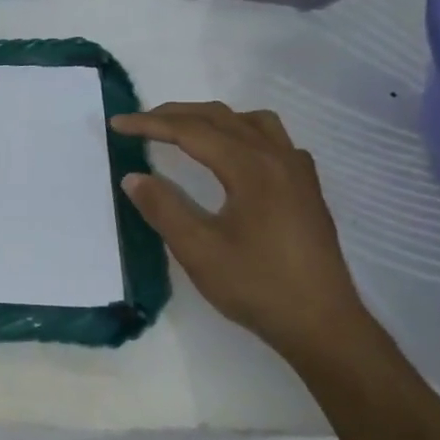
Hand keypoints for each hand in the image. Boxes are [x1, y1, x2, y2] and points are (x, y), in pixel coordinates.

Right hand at [110, 102, 380, 364]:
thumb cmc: (257, 286)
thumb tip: (133, 177)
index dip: (150, 124)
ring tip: (186, 132)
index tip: (117, 124)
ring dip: (213, 119)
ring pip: (253, 122)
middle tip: (141, 123)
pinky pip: (274, 141)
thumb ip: (163, 208)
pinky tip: (235, 158)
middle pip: (221, 118)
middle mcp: (278, 158)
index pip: (192, 131)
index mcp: (251, 168)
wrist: (323, 325)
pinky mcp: (307, 190)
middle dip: (176, 114)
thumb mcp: (198, 250)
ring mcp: (298, 172)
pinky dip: (244, 134)